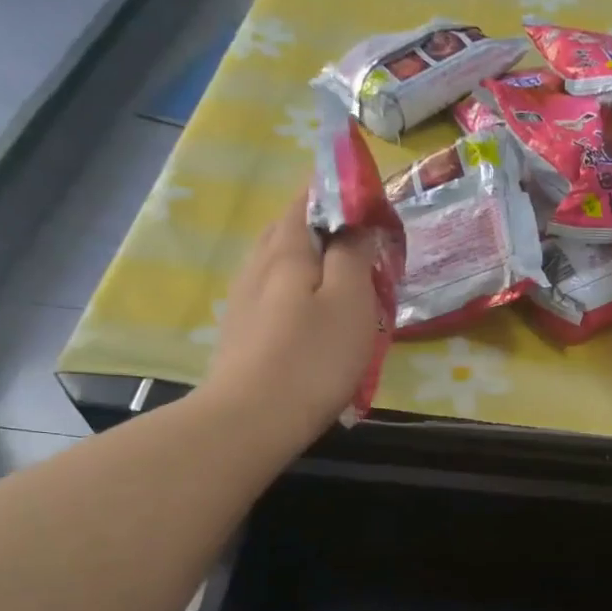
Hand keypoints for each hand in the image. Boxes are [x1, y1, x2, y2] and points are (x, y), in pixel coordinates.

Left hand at [198, 191, 384, 454]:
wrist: (252, 420)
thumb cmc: (312, 358)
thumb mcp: (350, 301)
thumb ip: (354, 255)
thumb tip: (358, 224)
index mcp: (286, 248)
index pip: (308, 197)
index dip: (339, 190)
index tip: (369, 200)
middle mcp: (257, 264)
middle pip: (290, 227)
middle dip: (325, 225)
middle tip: (361, 241)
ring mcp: (243, 299)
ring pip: (280, 262)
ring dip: (311, 261)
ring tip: (342, 279)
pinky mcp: (241, 331)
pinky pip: (274, 293)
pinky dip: (297, 290)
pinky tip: (311, 315)